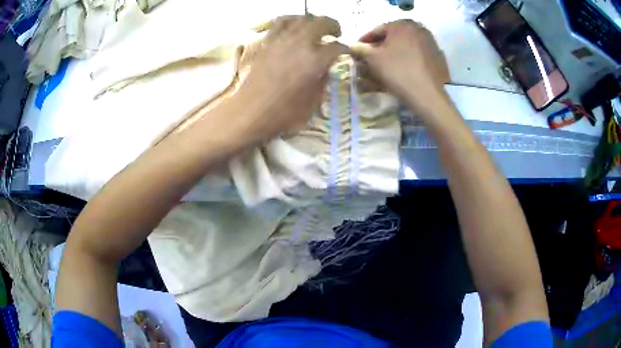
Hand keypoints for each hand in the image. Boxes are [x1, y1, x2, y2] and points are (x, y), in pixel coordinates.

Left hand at [231, 16, 346, 142]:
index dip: (345, 49)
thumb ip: (323, 81)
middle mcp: (300, 43)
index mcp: (315, 60)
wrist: (250, 113)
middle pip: (322, 23)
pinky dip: (291, 20)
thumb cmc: (283, 114)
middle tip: (336, 33)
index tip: (345, 52)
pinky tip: (293, 27)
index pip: (337, 46)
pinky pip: (279, 22)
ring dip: (313, 21)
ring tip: (315, 27)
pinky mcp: (266, 41)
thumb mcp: (313, 103)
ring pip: (301, 18)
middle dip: (333, 26)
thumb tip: (325, 68)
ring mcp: (281, 40)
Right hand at [353, 20, 449, 117]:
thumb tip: (352, 46)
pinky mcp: (438, 56)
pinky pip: (418, 54)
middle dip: (381, 46)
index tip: (357, 50)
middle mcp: (418, 28)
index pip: (377, 30)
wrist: (428, 94)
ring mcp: (430, 42)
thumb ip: (360, 49)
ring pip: (406, 45)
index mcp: (401, 25)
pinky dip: (408, 58)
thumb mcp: (373, 59)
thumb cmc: (398, 71)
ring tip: (386, 64)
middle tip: (371, 57)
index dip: (365, 40)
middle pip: (393, 36)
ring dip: (395, 52)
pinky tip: (403, 69)